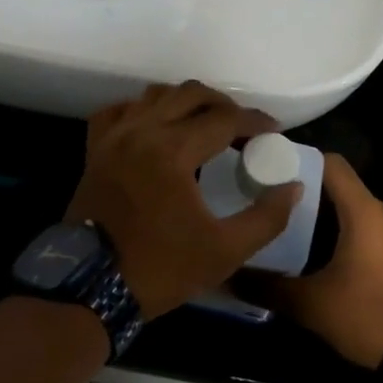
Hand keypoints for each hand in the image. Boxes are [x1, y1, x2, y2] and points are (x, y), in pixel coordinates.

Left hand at [66, 82, 300, 319]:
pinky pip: (119, 111)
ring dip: (185, 102)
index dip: (254, 121)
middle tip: (243, 128)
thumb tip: (292, 188)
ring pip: (155, 95)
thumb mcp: (225, 251)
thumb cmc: (160, 268)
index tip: (273, 131)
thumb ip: (266, 217)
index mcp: (173, 150)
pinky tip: (155, 127)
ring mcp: (114, 137)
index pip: (224, 119)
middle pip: (191, 94)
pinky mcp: (95, 149)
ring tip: (204, 124)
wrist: (91, 287)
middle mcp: (142, 131)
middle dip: (223, 104)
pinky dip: (142, 110)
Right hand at [236, 154, 382, 367]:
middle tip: (271, 207)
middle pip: (341, 188)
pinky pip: (372, 230)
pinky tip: (324, 258)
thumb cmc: (369, 317)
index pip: (331, 164)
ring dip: (327, 218)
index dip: (299, 161)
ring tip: (291, 233)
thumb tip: (227, 277)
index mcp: (365, 211)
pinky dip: (347, 234)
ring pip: (356, 210)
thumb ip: (267, 287)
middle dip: (306, 195)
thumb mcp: (311, 305)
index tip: (270, 173)